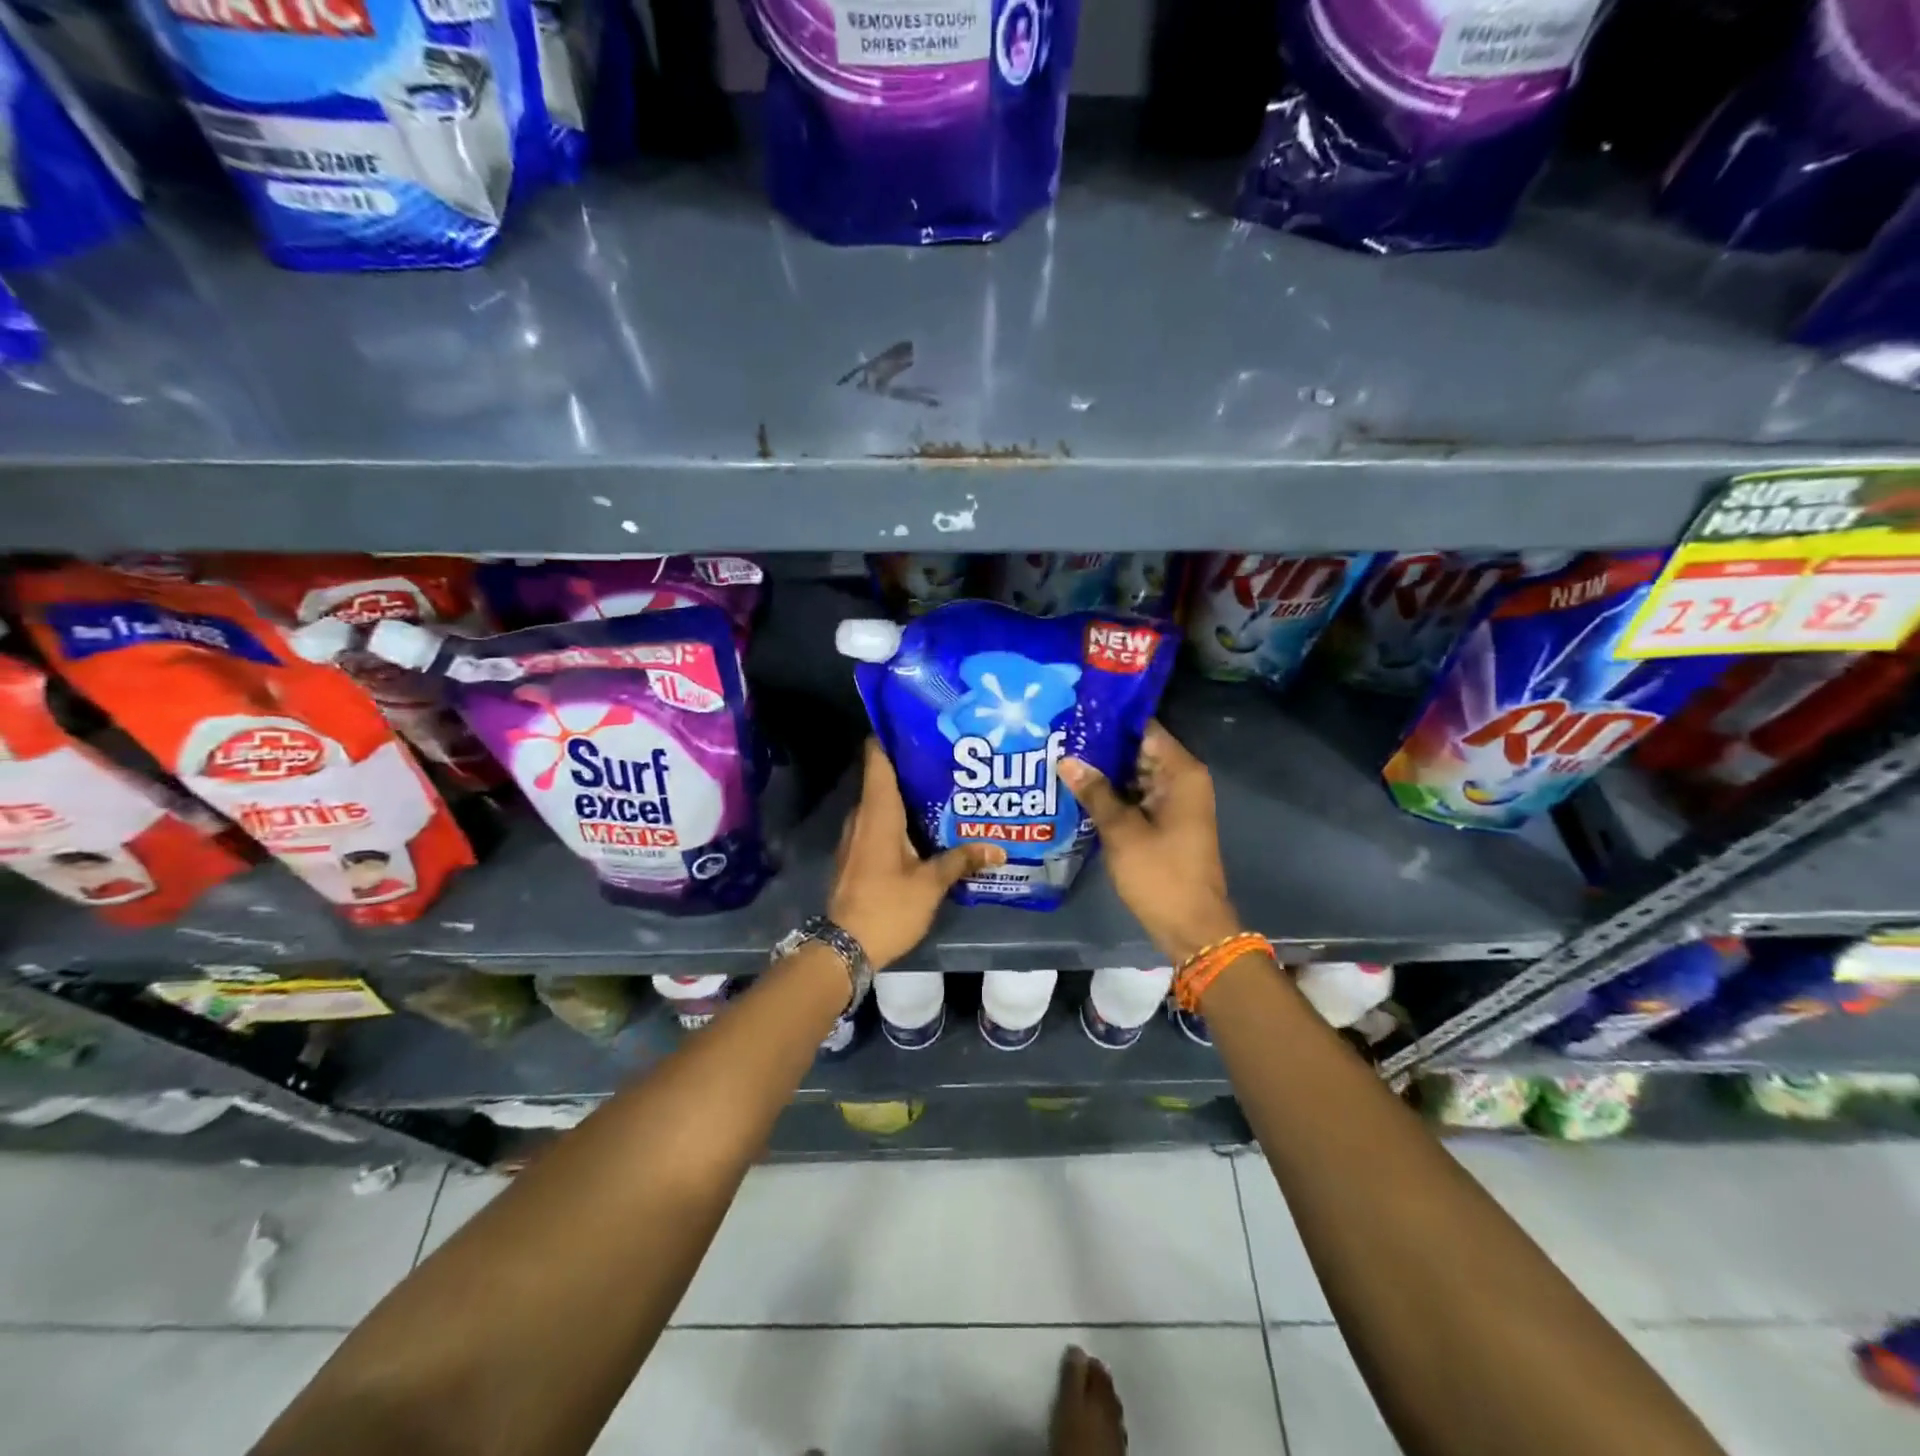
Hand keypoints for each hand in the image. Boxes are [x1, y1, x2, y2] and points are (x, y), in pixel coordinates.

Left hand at [827, 739, 1005, 969]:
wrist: (844, 948)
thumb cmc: (887, 907)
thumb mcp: (930, 885)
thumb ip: (961, 860)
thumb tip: (998, 848)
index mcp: (878, 812)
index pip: (877, 758)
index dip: (892, 735)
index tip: (919, 722)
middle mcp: (862, 816)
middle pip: (883, 777)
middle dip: (913, 766)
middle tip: (949, 758)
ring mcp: (855, 836)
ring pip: (882, 803)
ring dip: (907, 795)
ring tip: (945, 789)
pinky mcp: (856, 854)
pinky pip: (878, 823)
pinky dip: (899, 818)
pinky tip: (926, 827)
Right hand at [1058, 721, 1242, 964]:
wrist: (1191, 926)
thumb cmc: (1160, 874)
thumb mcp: (1121, 831)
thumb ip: (1094, 791)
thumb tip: (1066, 759)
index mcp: (1181, 773)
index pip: (1145, 728)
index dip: (1110, 719)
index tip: (1075, 712)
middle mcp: (1181, 779)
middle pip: (1139, 749)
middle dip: (1101, 745)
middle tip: (1058, 734)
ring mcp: (1174, 801)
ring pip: (1134, 773)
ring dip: (1104, 769)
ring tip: (1060, 755)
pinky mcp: (1164, 820)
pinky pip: (1135, 794)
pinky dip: (1112, 791)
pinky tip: (1078, 788)